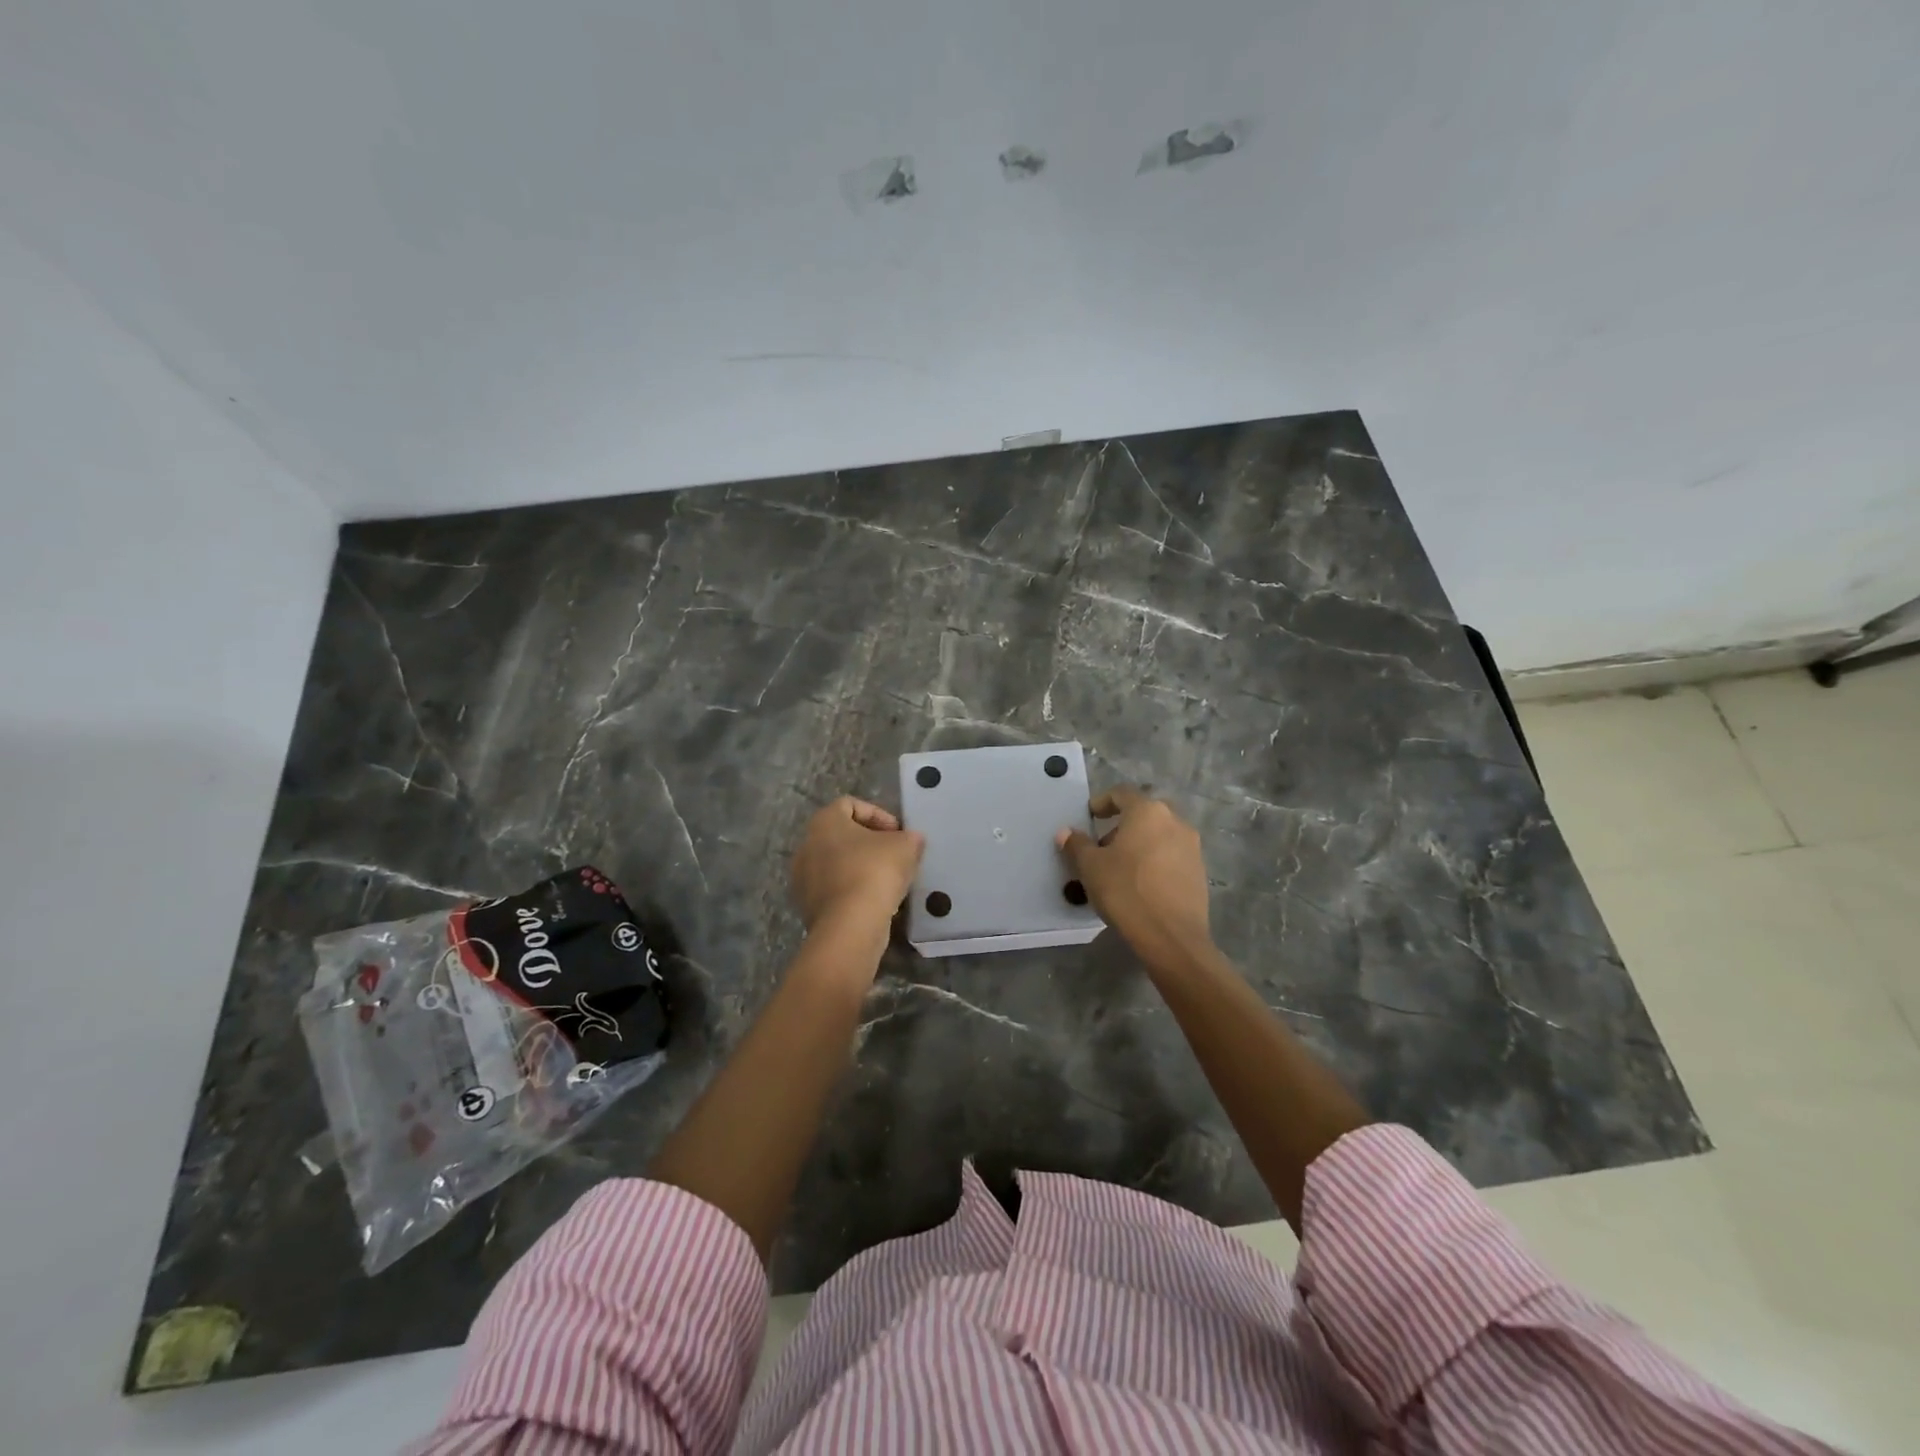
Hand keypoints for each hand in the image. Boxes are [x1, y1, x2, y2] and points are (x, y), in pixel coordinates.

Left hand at [791, 797, 924, 935]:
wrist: (849, 926)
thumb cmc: (875, 872)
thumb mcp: (906, 846)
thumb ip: (910, 837)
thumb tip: (912, 840)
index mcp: (824, 822)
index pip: (850, 804)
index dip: (878, 814)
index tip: (898, 833)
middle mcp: (806, 845)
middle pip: (843, 835)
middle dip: (871, 843)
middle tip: (895, 854)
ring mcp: (803, 878)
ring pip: (838, 864)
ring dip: (862, 867)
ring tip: (888, 880)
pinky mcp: (807, 906)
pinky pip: (835, 889)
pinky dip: (853, 890)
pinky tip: (875, 901)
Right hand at [1057, 786, 1211, 969]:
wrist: (1171, 937)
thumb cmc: (1126, 891)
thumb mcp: (1091, 867)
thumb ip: (1077, 845)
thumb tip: (1066, 832)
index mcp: (1148, 812)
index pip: (1122, 793)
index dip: (1102, 802)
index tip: (1090, 816)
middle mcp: (1175, 821)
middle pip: (1144, 813)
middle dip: (1122, 825)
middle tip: (1103, 846)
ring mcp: (1192, 847)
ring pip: (1160, 834)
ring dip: (1139, 843)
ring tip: (1119, 868)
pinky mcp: (1199, 871)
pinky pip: (1172, 855)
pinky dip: (1154, 860)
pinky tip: (1140, 884)